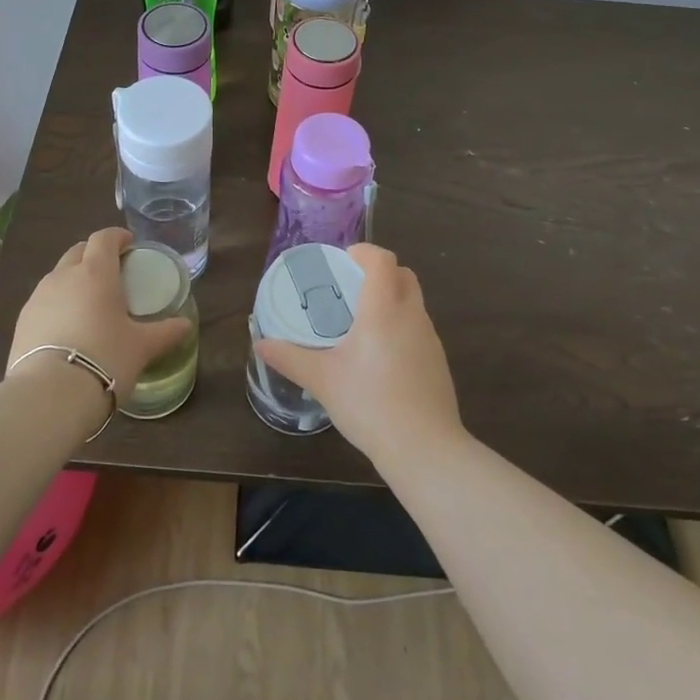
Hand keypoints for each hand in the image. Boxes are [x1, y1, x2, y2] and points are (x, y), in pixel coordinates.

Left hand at [8, 228, 192, 399]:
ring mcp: (38, 297)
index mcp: (96, 273)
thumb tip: (185, 325)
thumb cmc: (105, 359)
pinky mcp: (22, 321)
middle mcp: (64, 276)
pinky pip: (44, 300)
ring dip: (74, 279)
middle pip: (78, 251)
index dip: (117, 237)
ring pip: (58, 275)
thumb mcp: (142, 347)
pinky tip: (68, 328)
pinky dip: (58, 304)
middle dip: (94, 254)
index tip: (129, 245)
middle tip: (112, 273)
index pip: (104, 238)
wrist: (50, 395)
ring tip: (89, 303)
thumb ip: (166, 332)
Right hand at [253, 243, 464, 469]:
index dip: (364, 252)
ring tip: (362, 323)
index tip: (343, 259)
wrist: (424, 448)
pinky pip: (419, 329)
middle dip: (380, 273)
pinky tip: (381, 357)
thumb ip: (290, 358)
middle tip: (351, 288)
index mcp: (383, 309)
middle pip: (404, 275)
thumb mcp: (322, 379)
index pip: (383, 260)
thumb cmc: (369, 403)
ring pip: (413, 302)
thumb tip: (260, 344)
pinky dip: (401, 326)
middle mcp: (411, 315)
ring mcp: (430, 339)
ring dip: (392, 300)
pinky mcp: (438, 362)